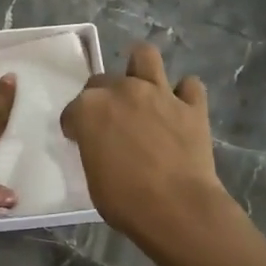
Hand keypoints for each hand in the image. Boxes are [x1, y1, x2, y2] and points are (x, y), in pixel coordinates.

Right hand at [60, 42, 234, 249]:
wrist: (177, 209)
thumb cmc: (125, 200)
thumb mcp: (92, 175)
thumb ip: (93, 147)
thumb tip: (103, 144)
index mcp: (89, 109)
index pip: (73, 109)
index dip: (75, 126)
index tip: (80, 140)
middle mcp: (122, 90)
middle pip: (103, 81)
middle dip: (102, 98)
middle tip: (111, 122)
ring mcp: (159, 93)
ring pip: (145, 56)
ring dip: (140, 68)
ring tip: (142, 88)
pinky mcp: (192, 105)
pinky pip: (189, 86)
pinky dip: (184, 94)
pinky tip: (179, 108)